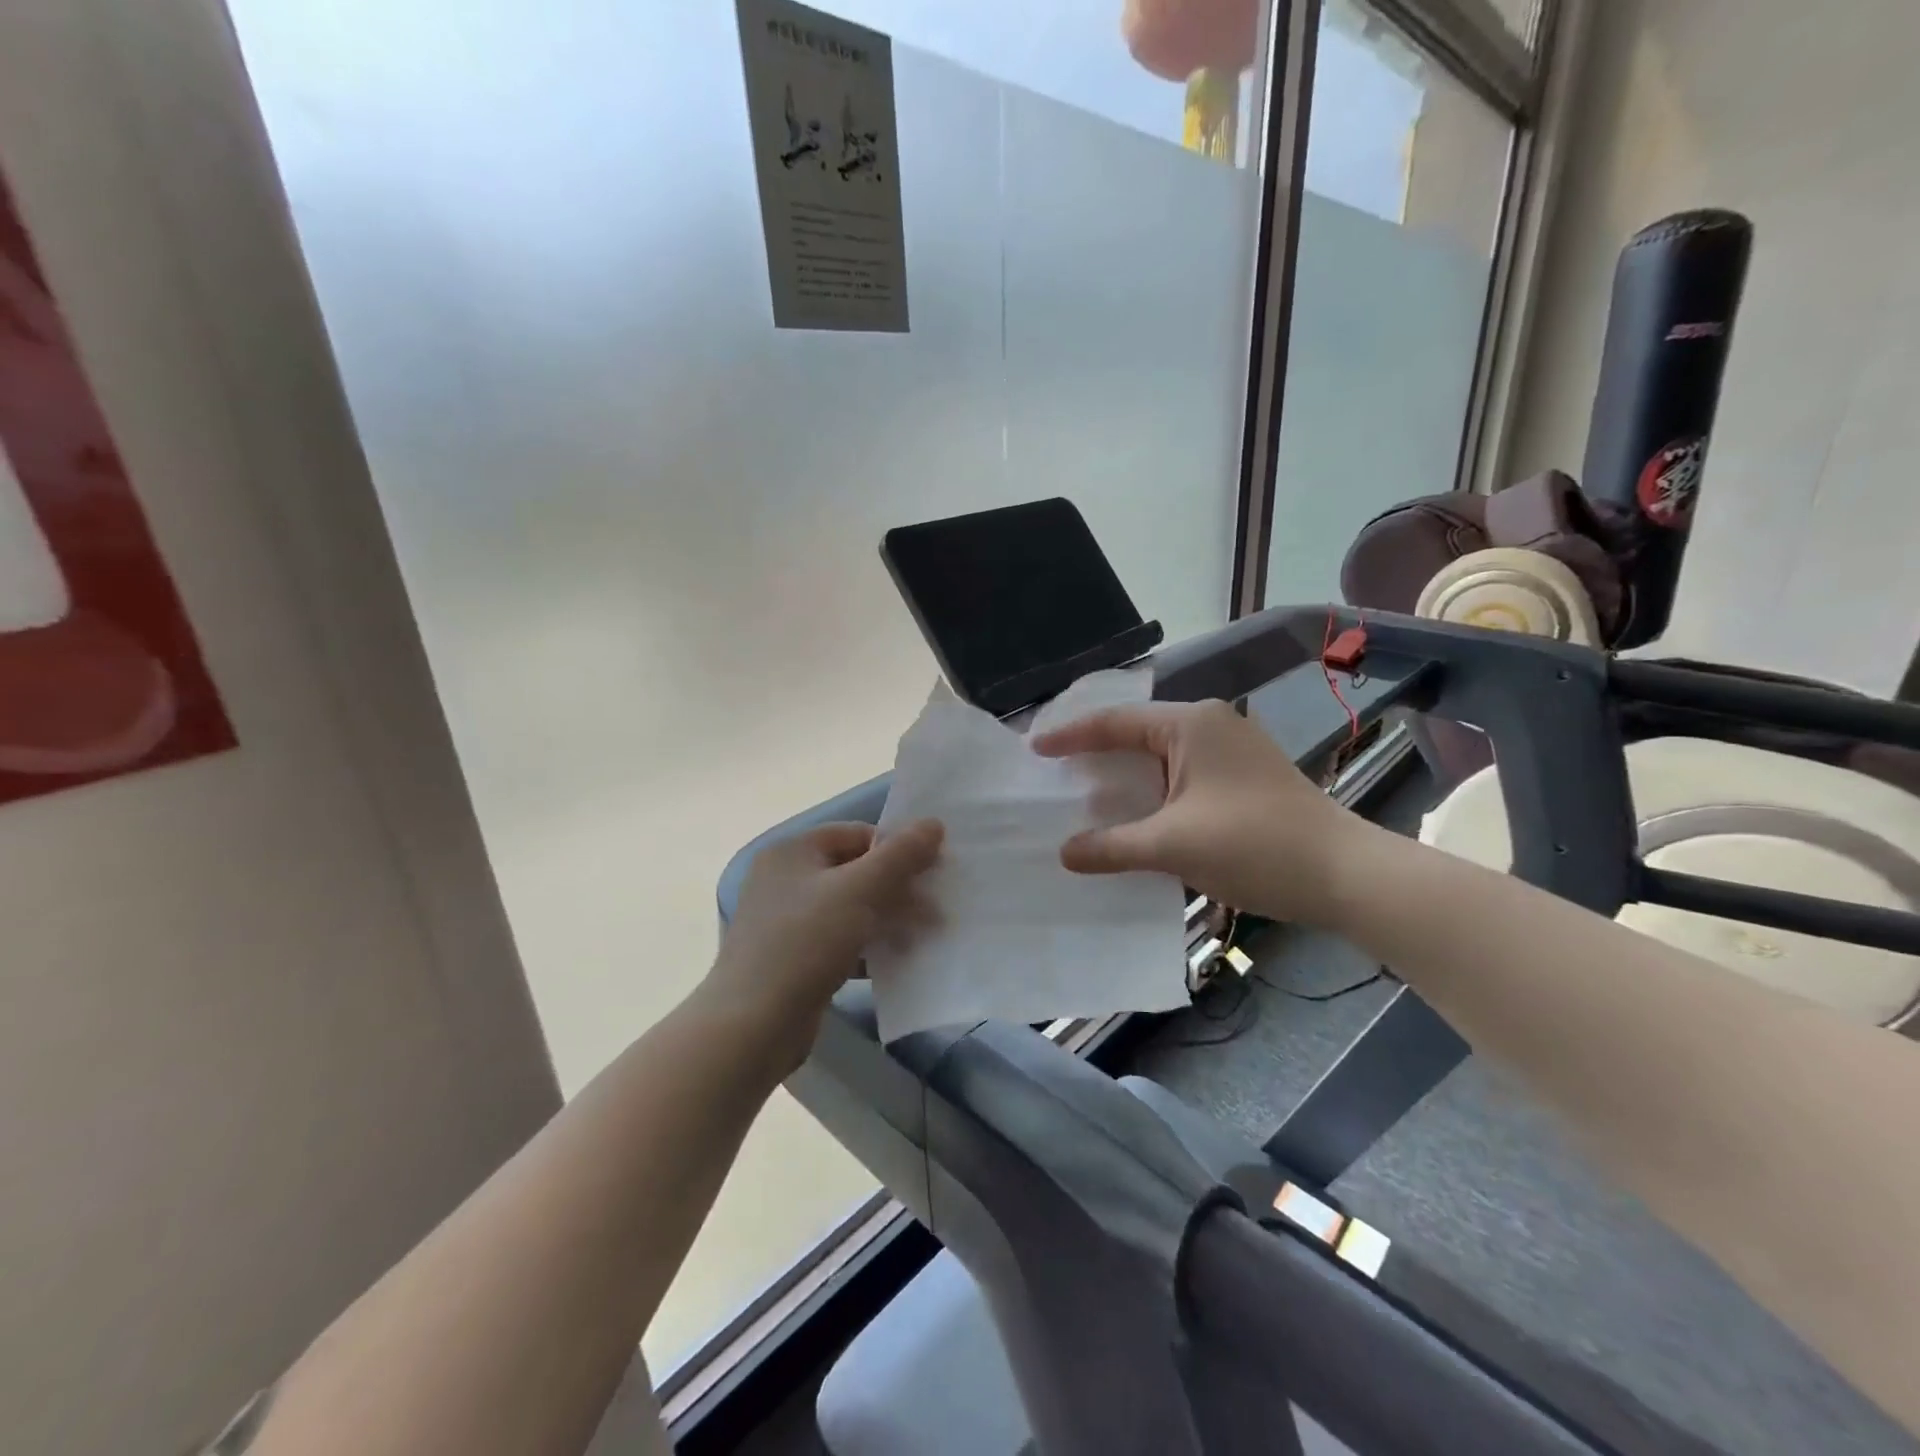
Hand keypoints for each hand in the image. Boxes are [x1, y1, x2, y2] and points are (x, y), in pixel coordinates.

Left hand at [705, 819, 942, 1072]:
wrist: (753, 1025)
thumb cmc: (806, 942)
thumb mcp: (859, 890)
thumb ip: (900, 855)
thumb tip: (933, 823)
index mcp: (793, 852)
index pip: (857, 834)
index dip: (896, 848)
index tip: (931, 871)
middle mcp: (786, 879)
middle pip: (855, 871)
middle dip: (898, 888)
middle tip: (935, 910)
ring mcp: (787, 921)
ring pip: (851, 908)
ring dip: (888, 919)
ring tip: (924, 936)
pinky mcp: (794, 958)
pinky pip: (841, 940)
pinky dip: (868, 947)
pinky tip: (895, 962)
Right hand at [1030, 700, 1364, 925]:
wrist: (1346, 876)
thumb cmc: (1255, 845)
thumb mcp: (1172, 846)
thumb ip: (1112, 846)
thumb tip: (1064, 853)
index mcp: (1190, 724)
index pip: (1114, 722)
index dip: (1070, 737)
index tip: (1033, 751)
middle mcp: (1210, 725)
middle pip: (1136, 733)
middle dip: (1094, 754)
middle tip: (1054, 773)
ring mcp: (1231, 750)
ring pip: (1160, 756)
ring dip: (1124, 777)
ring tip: (1084, 795)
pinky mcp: (1243, 777)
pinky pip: (1181, 775)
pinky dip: (1151, 792)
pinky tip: (1133, 816)